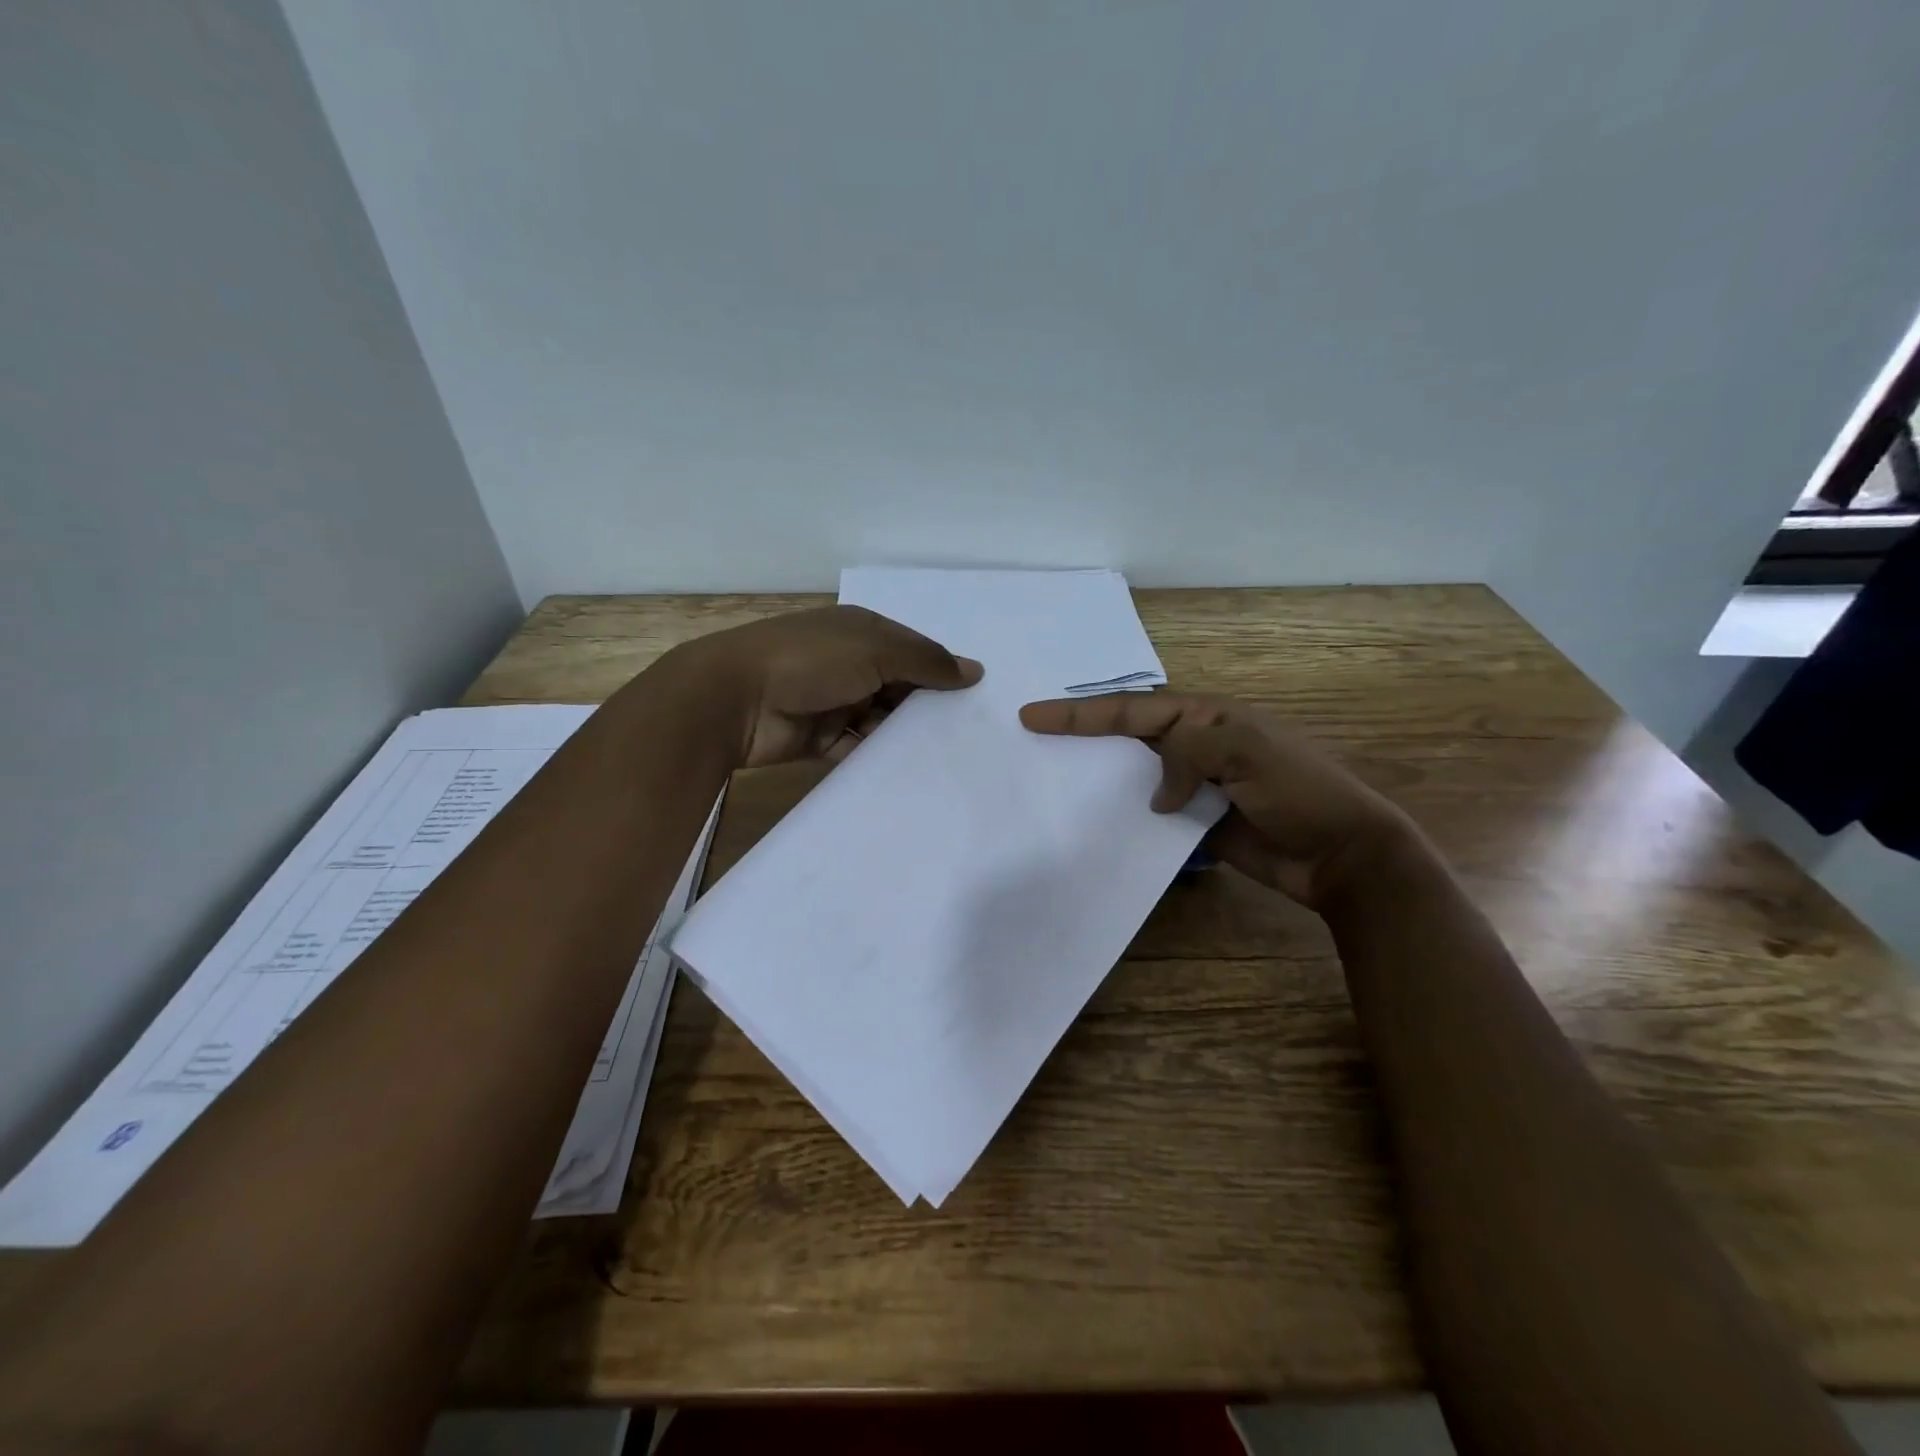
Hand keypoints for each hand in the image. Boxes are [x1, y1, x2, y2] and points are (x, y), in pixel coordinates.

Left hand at [665, 606, 981, 767]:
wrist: (734, 699)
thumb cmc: (811, 661)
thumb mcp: (876, 650)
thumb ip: (926, 660)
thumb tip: (975, 671)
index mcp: (862, 633)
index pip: (913, 651)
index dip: (942, 671)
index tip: (976, 699)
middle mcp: (850, 664)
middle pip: (900, 687)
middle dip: (927, 708)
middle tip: (970, 735)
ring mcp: (834, 702)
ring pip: (882, 721)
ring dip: (905, 736)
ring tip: (948, 759)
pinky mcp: (820, 739)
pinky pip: (859, 750)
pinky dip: (879, 759)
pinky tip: (911, 774)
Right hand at [1019, 692, 1414, 911]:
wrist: (1343, 855)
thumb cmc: (1303, 792)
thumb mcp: (1249, 754)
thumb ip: (1191, 754)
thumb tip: (1156, 795)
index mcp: (1208, 717)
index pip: (1133, 708)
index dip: (1081, 713)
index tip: (1033, 716)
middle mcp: (1196, 745)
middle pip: (1128, 734)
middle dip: (1082, 734)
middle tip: (1032, 739)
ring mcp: (1196, 785)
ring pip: (1135, 774)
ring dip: (1100, 776)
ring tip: (1054, 781)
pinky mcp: (1197, 823)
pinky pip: (1152, 813)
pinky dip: (1126, 815)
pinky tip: (1097, 822)